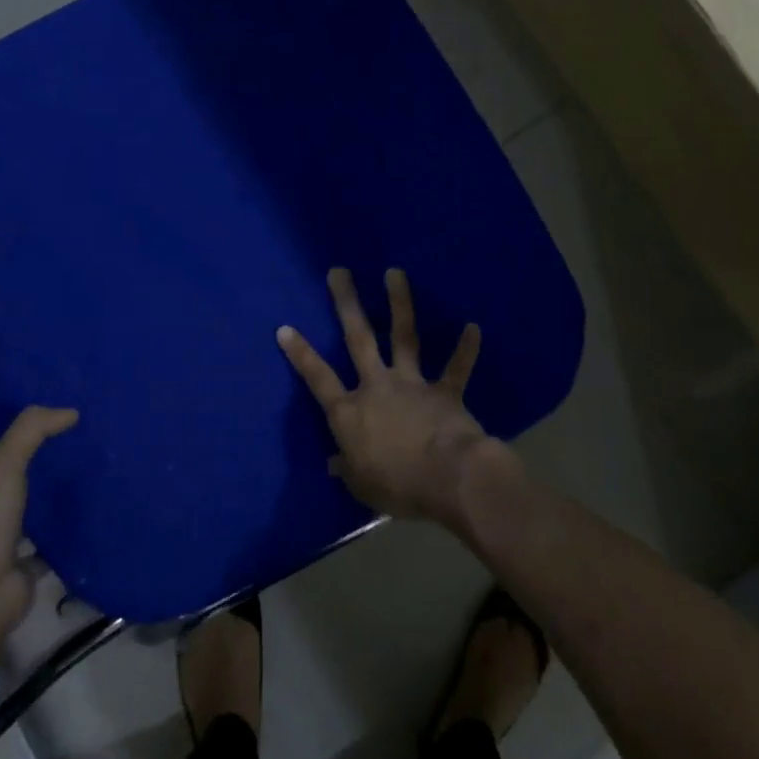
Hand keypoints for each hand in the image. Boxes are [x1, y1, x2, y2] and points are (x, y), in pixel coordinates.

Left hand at [0, 406, 77, 654]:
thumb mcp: (4, 463)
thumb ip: (33, 430)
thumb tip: (72, 412)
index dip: (18, 425)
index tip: (55, 410)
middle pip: (20, 472)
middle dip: (47, 457)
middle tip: (86, 435)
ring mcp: (7, 534)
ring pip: (38, 505)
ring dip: (60, 493)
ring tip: (98, 468)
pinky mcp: (28, 561)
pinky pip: (54, 540)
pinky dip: (71, 530)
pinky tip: (99, 512)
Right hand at [277, 267, 498, 525]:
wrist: (449, 479)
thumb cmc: (397, 486)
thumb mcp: (361, 486)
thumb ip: (347, 469)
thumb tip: (334, 463)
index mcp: (349, 412)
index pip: (318, 378)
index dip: (300, 354)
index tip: (285, 328)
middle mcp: (377, 388)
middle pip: (358, 339)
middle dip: (347, 303)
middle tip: (340, 271)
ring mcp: (412, 385)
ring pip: (404, 337)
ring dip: (400, 303)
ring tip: (395, 272)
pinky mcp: (445, 393)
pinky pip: (456, 368)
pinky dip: (465, 349)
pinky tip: (474, 327)